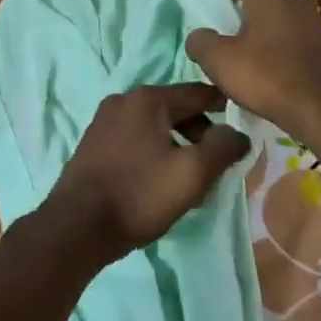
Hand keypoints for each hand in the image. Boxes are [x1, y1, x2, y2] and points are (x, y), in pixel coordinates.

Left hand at [46, 84, 251, 259]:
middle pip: (176, 108)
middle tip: (215, 164)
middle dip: (200, 132)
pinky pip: (134, 138)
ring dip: (176, 144)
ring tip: (188, 177)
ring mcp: (103, 121)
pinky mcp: (92, 143)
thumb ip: (222, 148)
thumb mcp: (192, 173)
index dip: (226, 107)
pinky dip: (153, 151)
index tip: (244, 125)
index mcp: (148, 99)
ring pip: (154, 125)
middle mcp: (123, 100)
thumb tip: (238, 134)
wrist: (76, 228)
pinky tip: (157, 180)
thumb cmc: (139, 195)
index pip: (200, 93)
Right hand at [186, 0, 320, 145]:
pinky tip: (270, 72)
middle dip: (243, 12)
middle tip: (224, 34)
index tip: (211, 6)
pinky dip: (280, 51)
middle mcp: (294, 2)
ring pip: (280, 21)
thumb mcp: (219, 60)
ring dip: (263, 33)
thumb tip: (199, 36)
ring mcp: (314, 25)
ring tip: (246, 56)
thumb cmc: (266, 76)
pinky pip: (294, 41)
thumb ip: (201, 41)